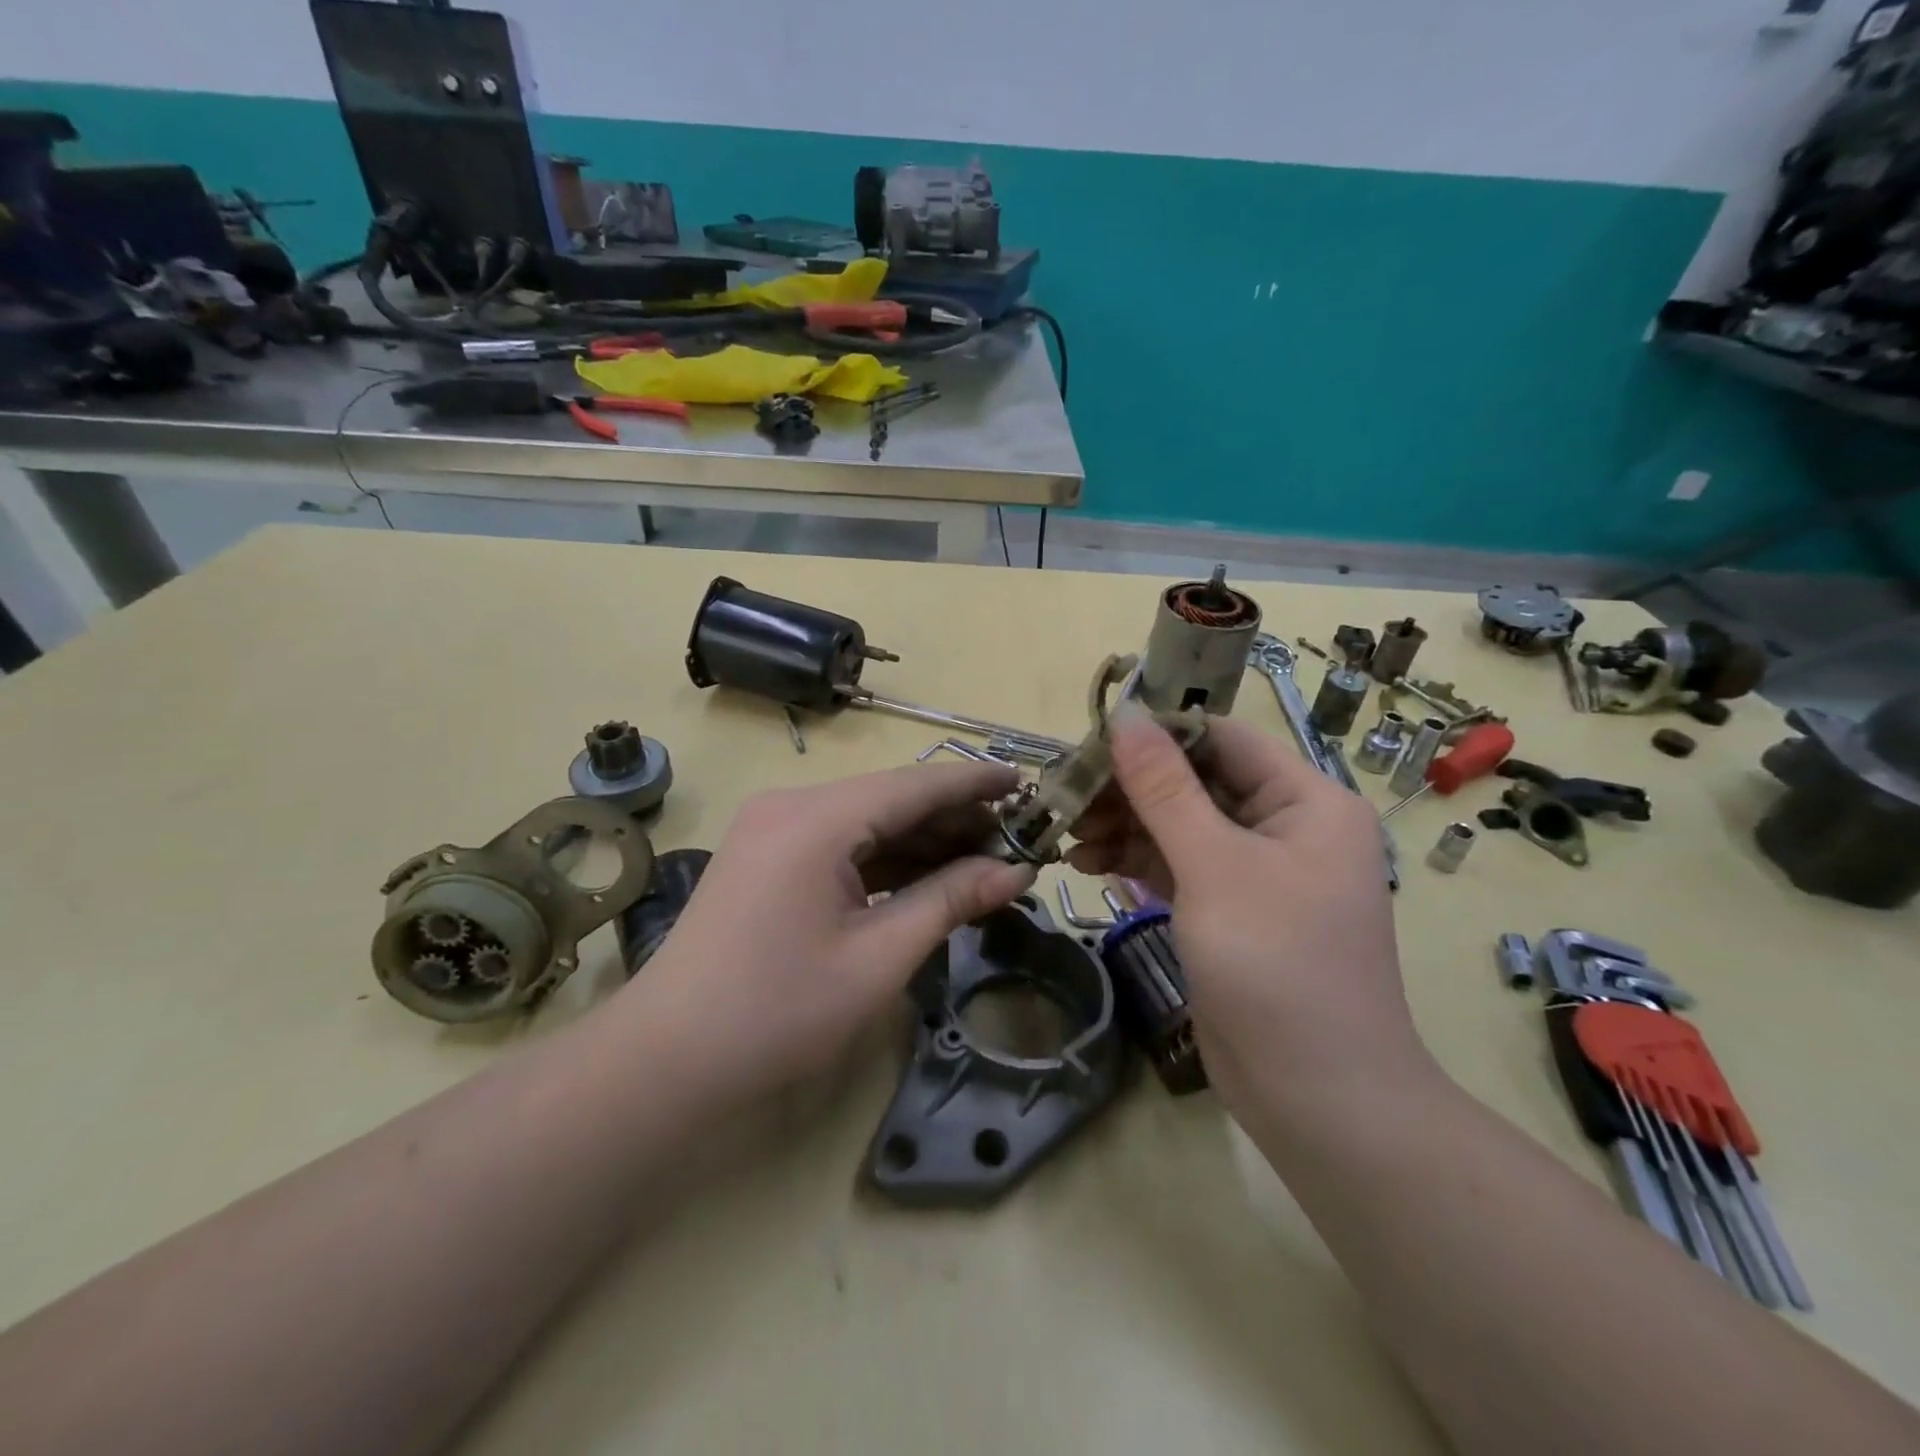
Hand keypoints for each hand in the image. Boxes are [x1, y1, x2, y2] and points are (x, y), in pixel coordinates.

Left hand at [625, 762, 1037, 1104]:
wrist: (667, 1059)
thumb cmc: (778, 1011)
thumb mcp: (879, 957)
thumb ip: (949, 901)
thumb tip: (1016, 871)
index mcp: (816, 819)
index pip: (915, 785)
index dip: (975, 784)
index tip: (1027, 784)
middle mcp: (792, 806)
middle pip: (892, 799)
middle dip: (954, 820)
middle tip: (1016, 841)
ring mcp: (774, 830)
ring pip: (868, 821)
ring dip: (923, 841)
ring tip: (984, 861)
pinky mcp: (768, 857)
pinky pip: (842, 844)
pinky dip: (887, 859)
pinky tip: (929, 877)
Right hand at [1066, 710, 1433, 1120]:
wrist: (1315, 1096)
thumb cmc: (1276, 964)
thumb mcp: (1214, 865)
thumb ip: (1164, 788)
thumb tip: (1125, 715)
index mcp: (1305, 800)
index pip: (1223, 740)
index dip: (1158, 733)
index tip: (1090, 739)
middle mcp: (1284, 826)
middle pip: (1195, 782)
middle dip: (1130, 788)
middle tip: (1066, 796)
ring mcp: (1254, 872)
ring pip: (1179, 825)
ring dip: (1124, 825)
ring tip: (1067, 835)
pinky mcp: (1227, 910)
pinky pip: (1175, 866)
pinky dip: (1134, 861)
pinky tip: (1087, 864)